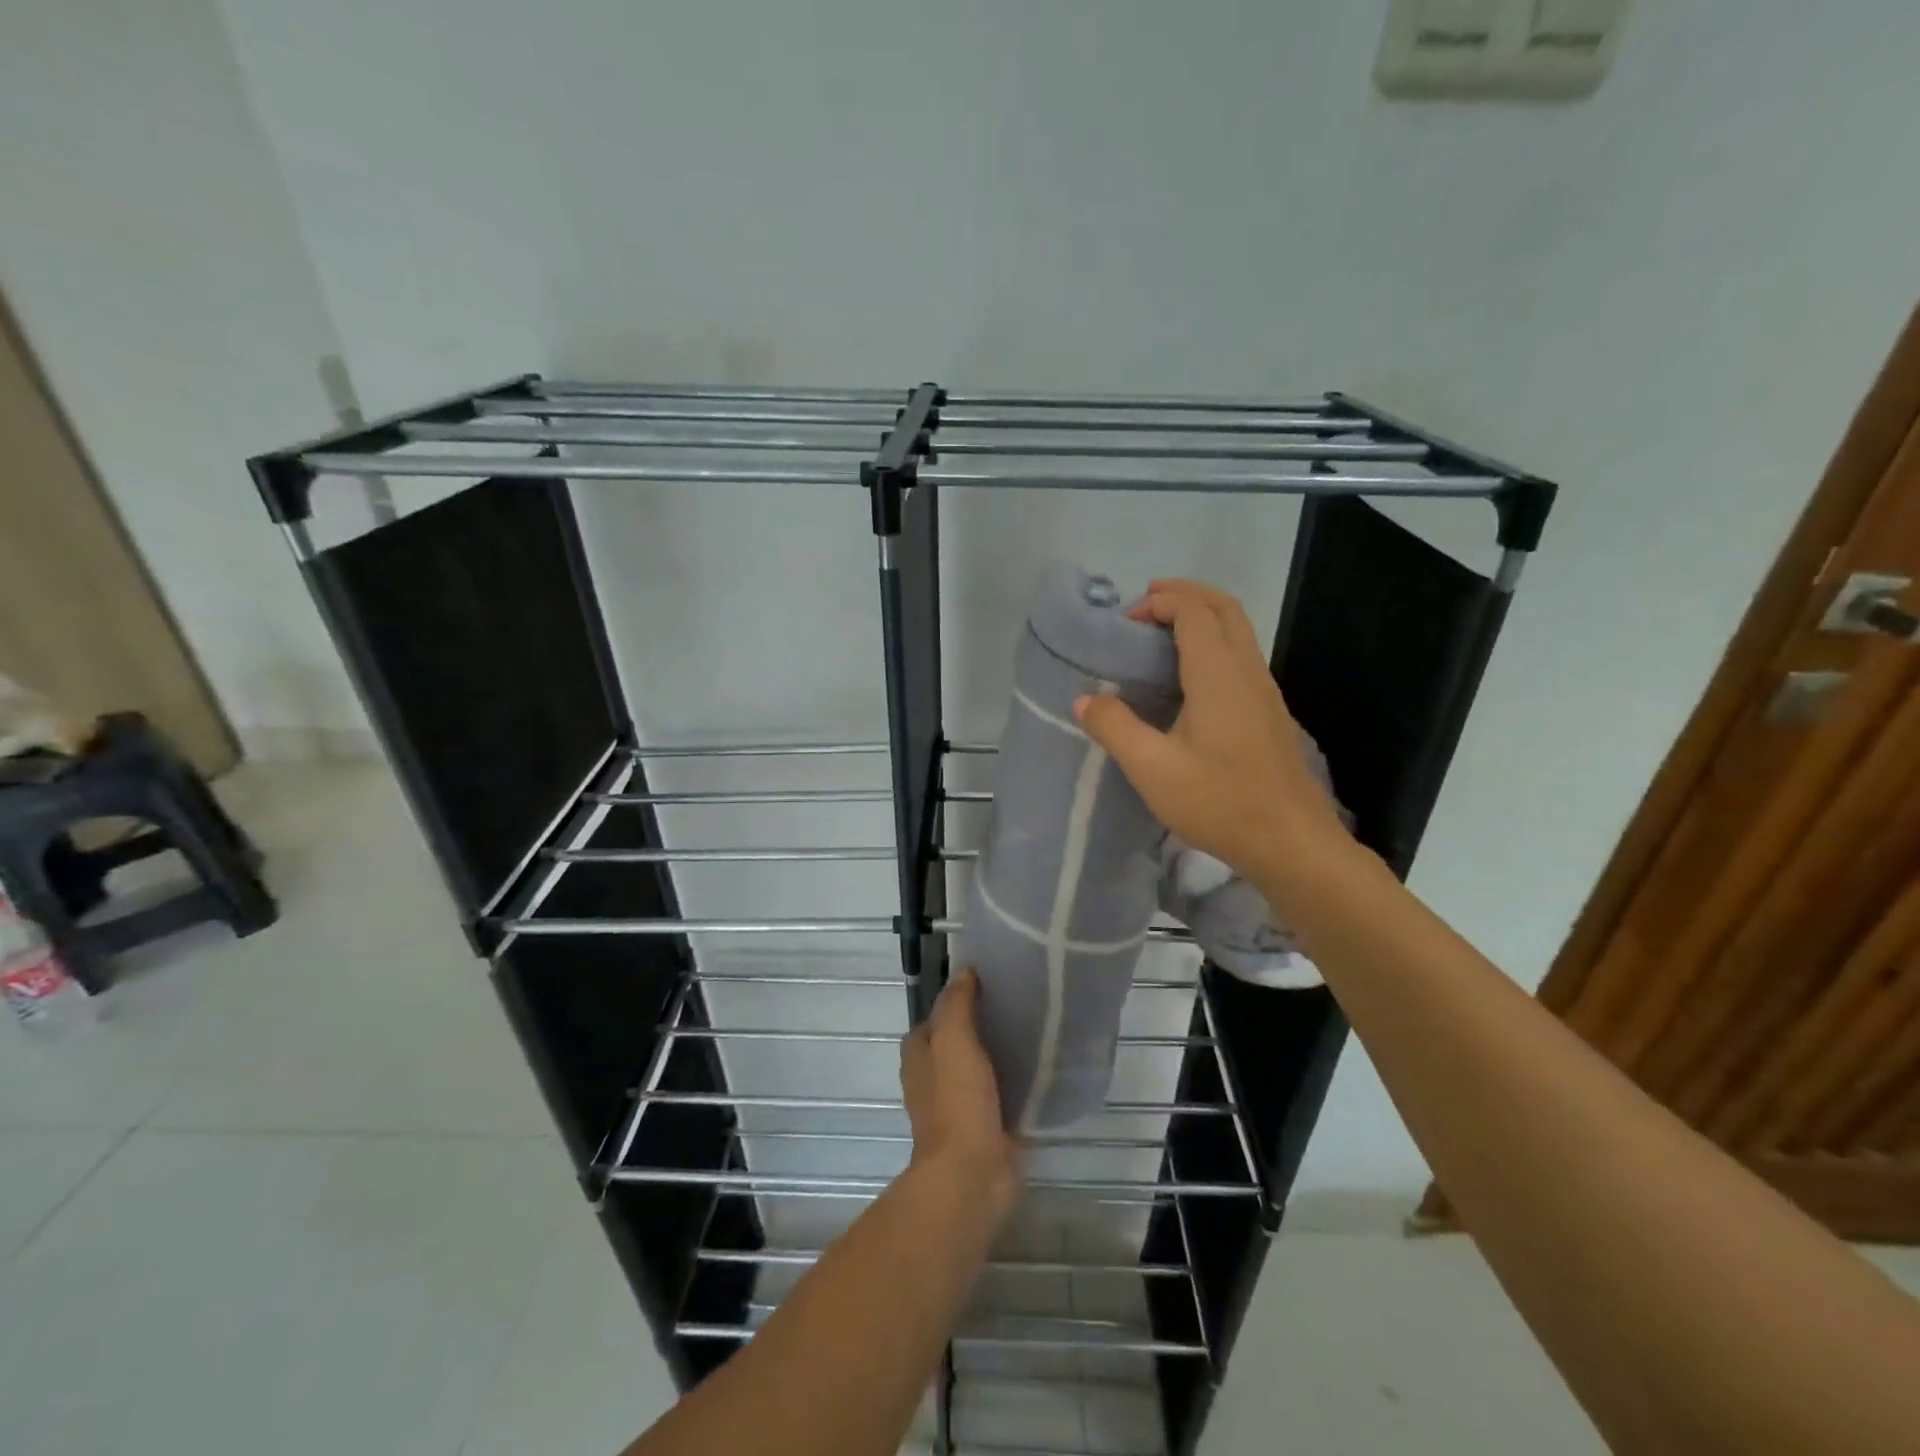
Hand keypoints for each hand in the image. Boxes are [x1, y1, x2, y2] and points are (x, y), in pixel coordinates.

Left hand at [900, 970, 1020, 1215]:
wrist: (971, 1173)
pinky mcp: (983, 1127)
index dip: (958, 999)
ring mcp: (957, 1105)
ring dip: (998, 1054)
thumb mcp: (953, 1038)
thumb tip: (964, 972)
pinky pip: (999, 1094)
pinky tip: (1038, 1070)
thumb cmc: (956, 1100)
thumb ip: (957, 1003)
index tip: (991, 984)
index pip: (936, 1015)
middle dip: (981, 1026)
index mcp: (918, 1054)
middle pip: (957, 1041)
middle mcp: (932, 1077)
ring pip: (978, 1067)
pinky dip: (1013, 1082)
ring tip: (1033, 1032)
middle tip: (1017, 1005)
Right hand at [1074, 578, 1350, 885]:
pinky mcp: (1269, 712)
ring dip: (1201, 617)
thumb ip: (1115, 728)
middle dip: (1184, 594)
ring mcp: (1265, 691)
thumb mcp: (1153, 769)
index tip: (1124, 624)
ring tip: (1160, 635)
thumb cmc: (1220, 802)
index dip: (1158, 603)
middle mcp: (1247, 670)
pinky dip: (1212, 643)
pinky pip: (1241, 656)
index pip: (1193, 610)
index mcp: (1218, 674)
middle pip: (1223, 607)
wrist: (1291, 842)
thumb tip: (1085, 699)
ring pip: (1238, 630)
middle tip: (1145, 605)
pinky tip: (1187, 679)